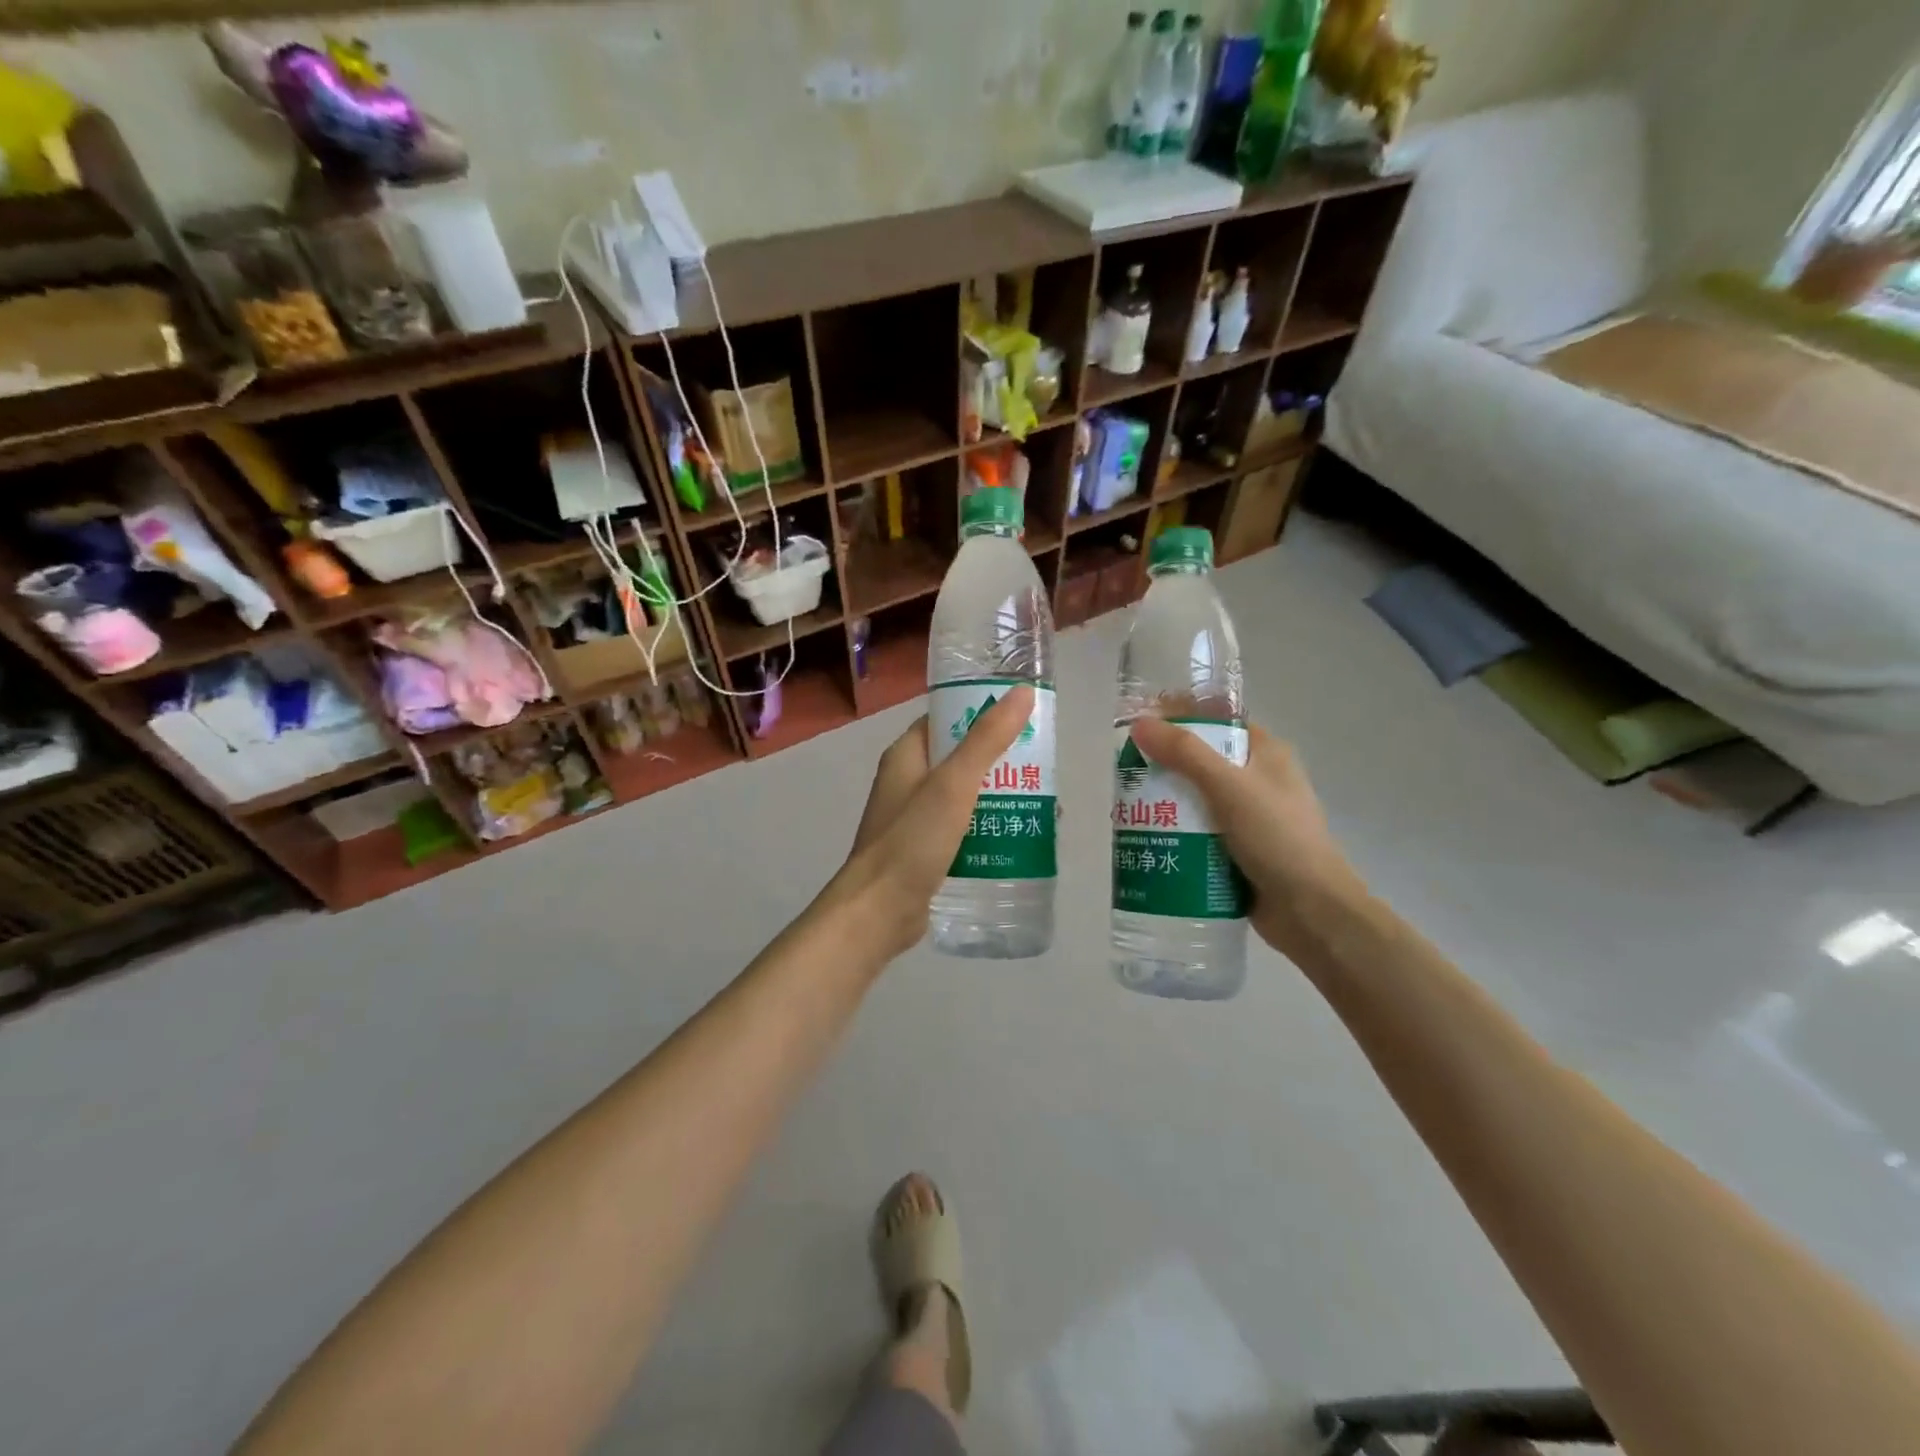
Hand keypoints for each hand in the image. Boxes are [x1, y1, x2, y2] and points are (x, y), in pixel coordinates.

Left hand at [828, 686, 1035, 959]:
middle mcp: (908, 781)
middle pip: (962, 758)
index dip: (983, 713)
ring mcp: (916, 818)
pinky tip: (1021, 839)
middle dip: (1002, 761)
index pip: (947, 720)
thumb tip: (1022, 693)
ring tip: (1045, 805)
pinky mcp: (926, 851)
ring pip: (966, 796)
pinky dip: (990, 828)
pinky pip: (964, 829)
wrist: (878, 913)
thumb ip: (987, 739)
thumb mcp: (953, 784)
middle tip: (1043, 766)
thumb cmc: (912, 841)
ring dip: (1001, 797)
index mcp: (906, 755)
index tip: (1025, 719)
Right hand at [1128, 717, 1363, 958]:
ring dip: (1164, 802)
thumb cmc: (1277, 838)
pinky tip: (1145, 837)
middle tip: (1124, 770)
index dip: (1180, 717)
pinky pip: (1198, 833)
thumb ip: (1185, 753)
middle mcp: (1258, 781)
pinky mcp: (1237, 851)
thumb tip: (1140, 723)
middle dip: (1163, 764)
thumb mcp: (1229, 787)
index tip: (1140, 724)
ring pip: (1196, 799)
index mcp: (1266, 754)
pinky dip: (1174, 833)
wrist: (1311, 913)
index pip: (1218, 722)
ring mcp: (1248, 818)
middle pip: (1201, 761)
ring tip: (1123, 806)